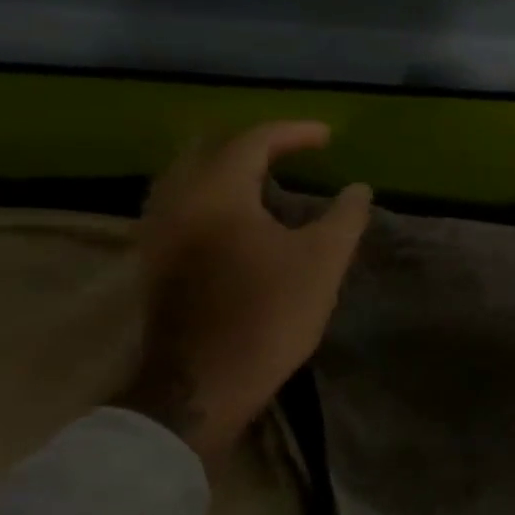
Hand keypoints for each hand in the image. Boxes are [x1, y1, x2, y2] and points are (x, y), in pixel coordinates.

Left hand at [115, 122, 371, 462]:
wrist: (205, 381)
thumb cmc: (270, 313)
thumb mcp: (323, 261)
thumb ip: (345, 216)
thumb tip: (358, 189)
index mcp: (217, 193)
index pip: (252, 141)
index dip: (293, 132)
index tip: (327, 136)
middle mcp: (177, 201)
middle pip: (207, 149)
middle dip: (253, 143)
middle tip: (292, 149)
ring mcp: (158, 231)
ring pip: (187, 175)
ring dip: (226, 167)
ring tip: (266, 176)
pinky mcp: (156, 258)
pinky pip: (180, 202)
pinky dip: (211, 192)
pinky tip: (236, 212)